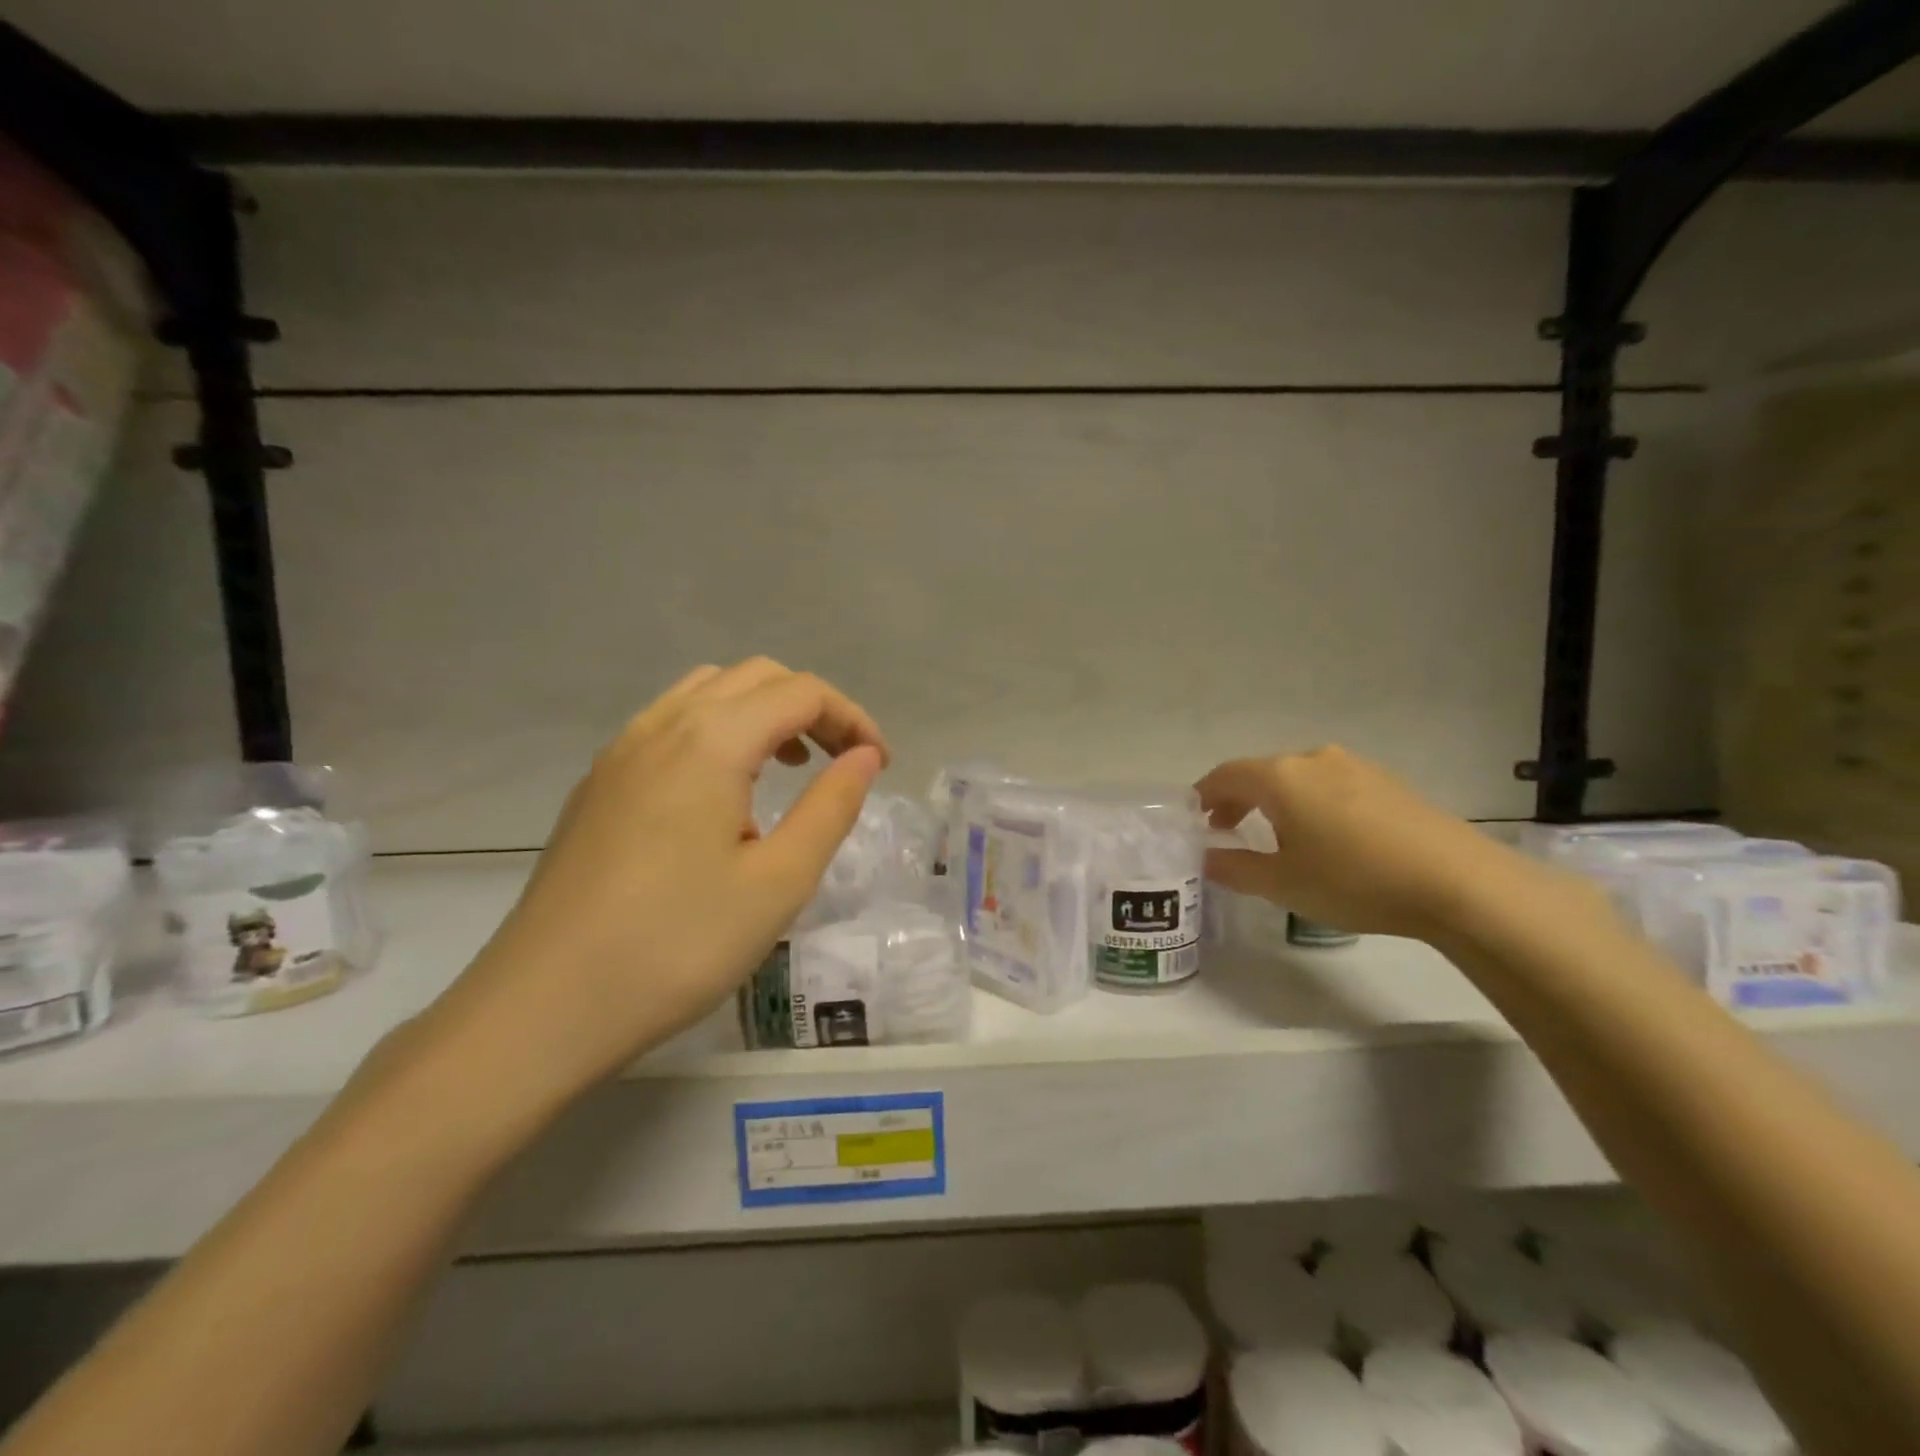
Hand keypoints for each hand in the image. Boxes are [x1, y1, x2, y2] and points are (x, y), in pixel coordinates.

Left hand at [428, 659, 887, 1098]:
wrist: (544, 1007)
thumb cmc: (677, 945)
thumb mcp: (779, 882)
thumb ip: (831, 806)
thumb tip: (866, 755)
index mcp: (711, 740)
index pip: (800, 692)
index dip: (852, 717)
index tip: (881, 765)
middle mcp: (662, 725)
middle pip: (754, 678)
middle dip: (811, 708)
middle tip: (842, 762)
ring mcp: (621, 751)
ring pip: (706, 693)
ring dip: (761, 713)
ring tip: (789, 767)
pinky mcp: (597, 784)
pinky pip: (670, 724)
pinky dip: (717, 732)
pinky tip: (724, 795)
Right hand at [1195, 745, 1571, 941]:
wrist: (1456, 882)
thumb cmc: (1353, 880)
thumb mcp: (1282, 883)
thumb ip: (1234, 868)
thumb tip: (1205, 858)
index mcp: (1281, 777)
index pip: (1225, 775)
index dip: (1204, 796)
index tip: (1195, 820)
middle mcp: (1313, 759)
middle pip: (1261, 772)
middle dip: (1238, 799)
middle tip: (1227, 829)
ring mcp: (1355, 766)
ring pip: (1297, 778)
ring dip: (1275, 801)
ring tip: (1275, 836)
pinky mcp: (1387, 781)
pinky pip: (1330, 785)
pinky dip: (1310, 802)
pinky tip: (1325, 836)